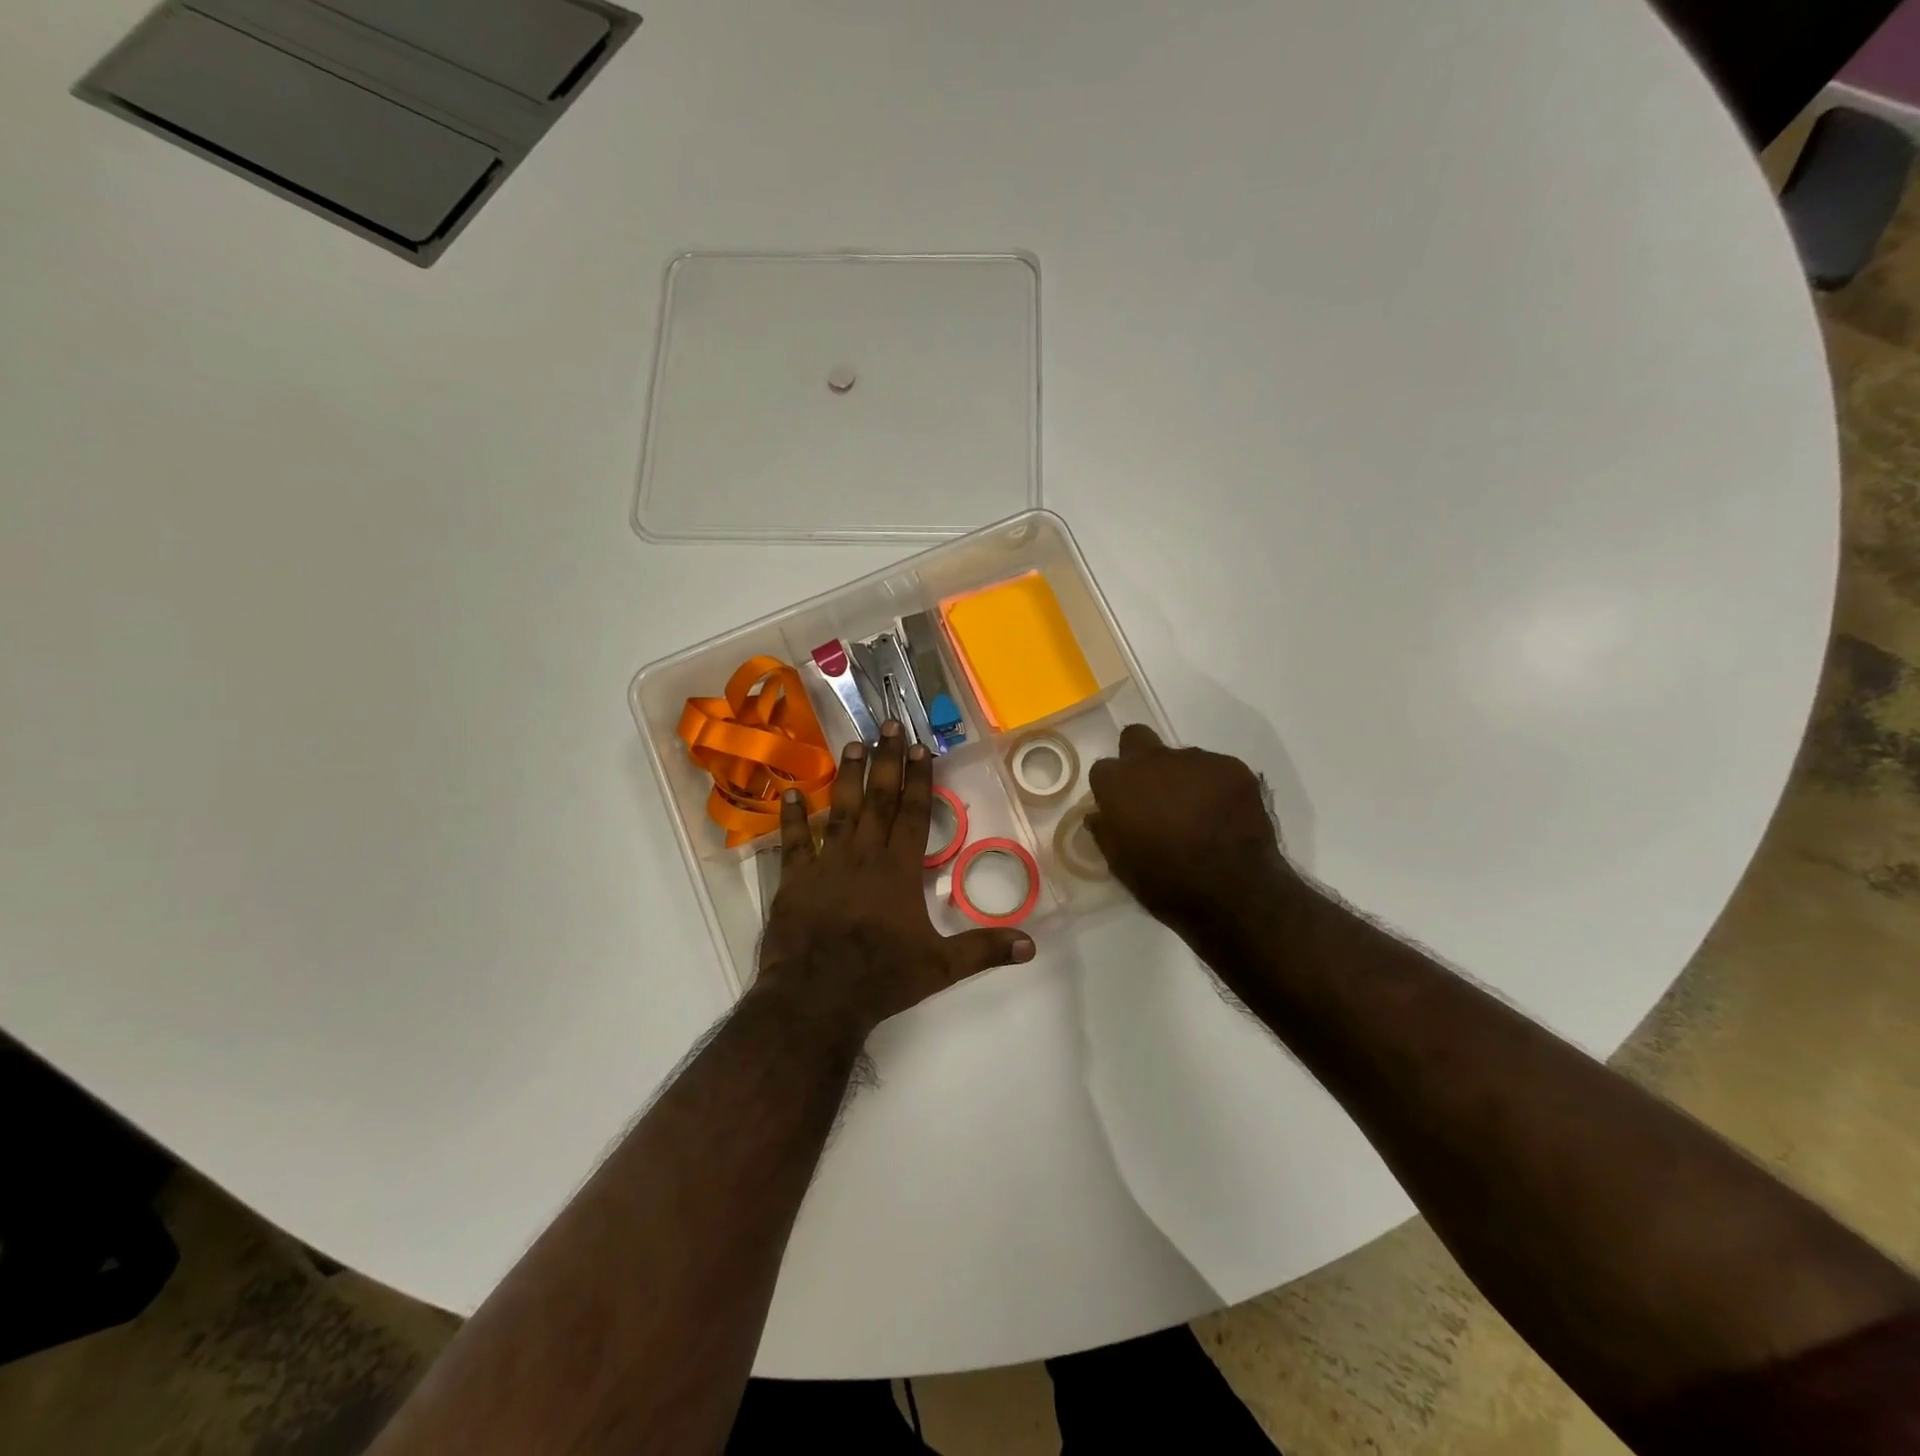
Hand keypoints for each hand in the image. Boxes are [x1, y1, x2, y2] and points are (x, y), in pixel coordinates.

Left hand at [758, 722, 1035, 1040]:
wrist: (816, 998)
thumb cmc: (881, 978)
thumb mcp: (941, 967)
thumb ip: (984, 950)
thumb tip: (1032, 944)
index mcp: (899, 870)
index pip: (914, 813)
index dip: (919, 778)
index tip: (919, 746)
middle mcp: (864, 856)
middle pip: (878, 799)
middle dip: (885, 760)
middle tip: (886, 724)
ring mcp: (826, 864)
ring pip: (839, 810)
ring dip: (846, 776)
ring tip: (851, 744)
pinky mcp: (794, 880)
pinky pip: (794, 841)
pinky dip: (791, 817)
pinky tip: (789, 792)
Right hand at [1086, 725, 1302, 964]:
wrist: (1234, 892)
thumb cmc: (1166, 883)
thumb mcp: (1121, 865)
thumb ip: (1107, 831)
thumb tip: (1099, 815)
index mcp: (1119, 783)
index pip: (1103, 769)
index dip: (1112, 789)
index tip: (1122, 810)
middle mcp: (1153, 759)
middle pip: (1136, 738)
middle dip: (1139, 759)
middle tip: (1153, 794)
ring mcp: (1196, 759)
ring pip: (1180, 758)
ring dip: (1182, 779)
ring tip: (1198, 815)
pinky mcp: (1233, 767)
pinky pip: (1216, 770)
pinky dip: (1216, 788)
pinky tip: (1225, 817)